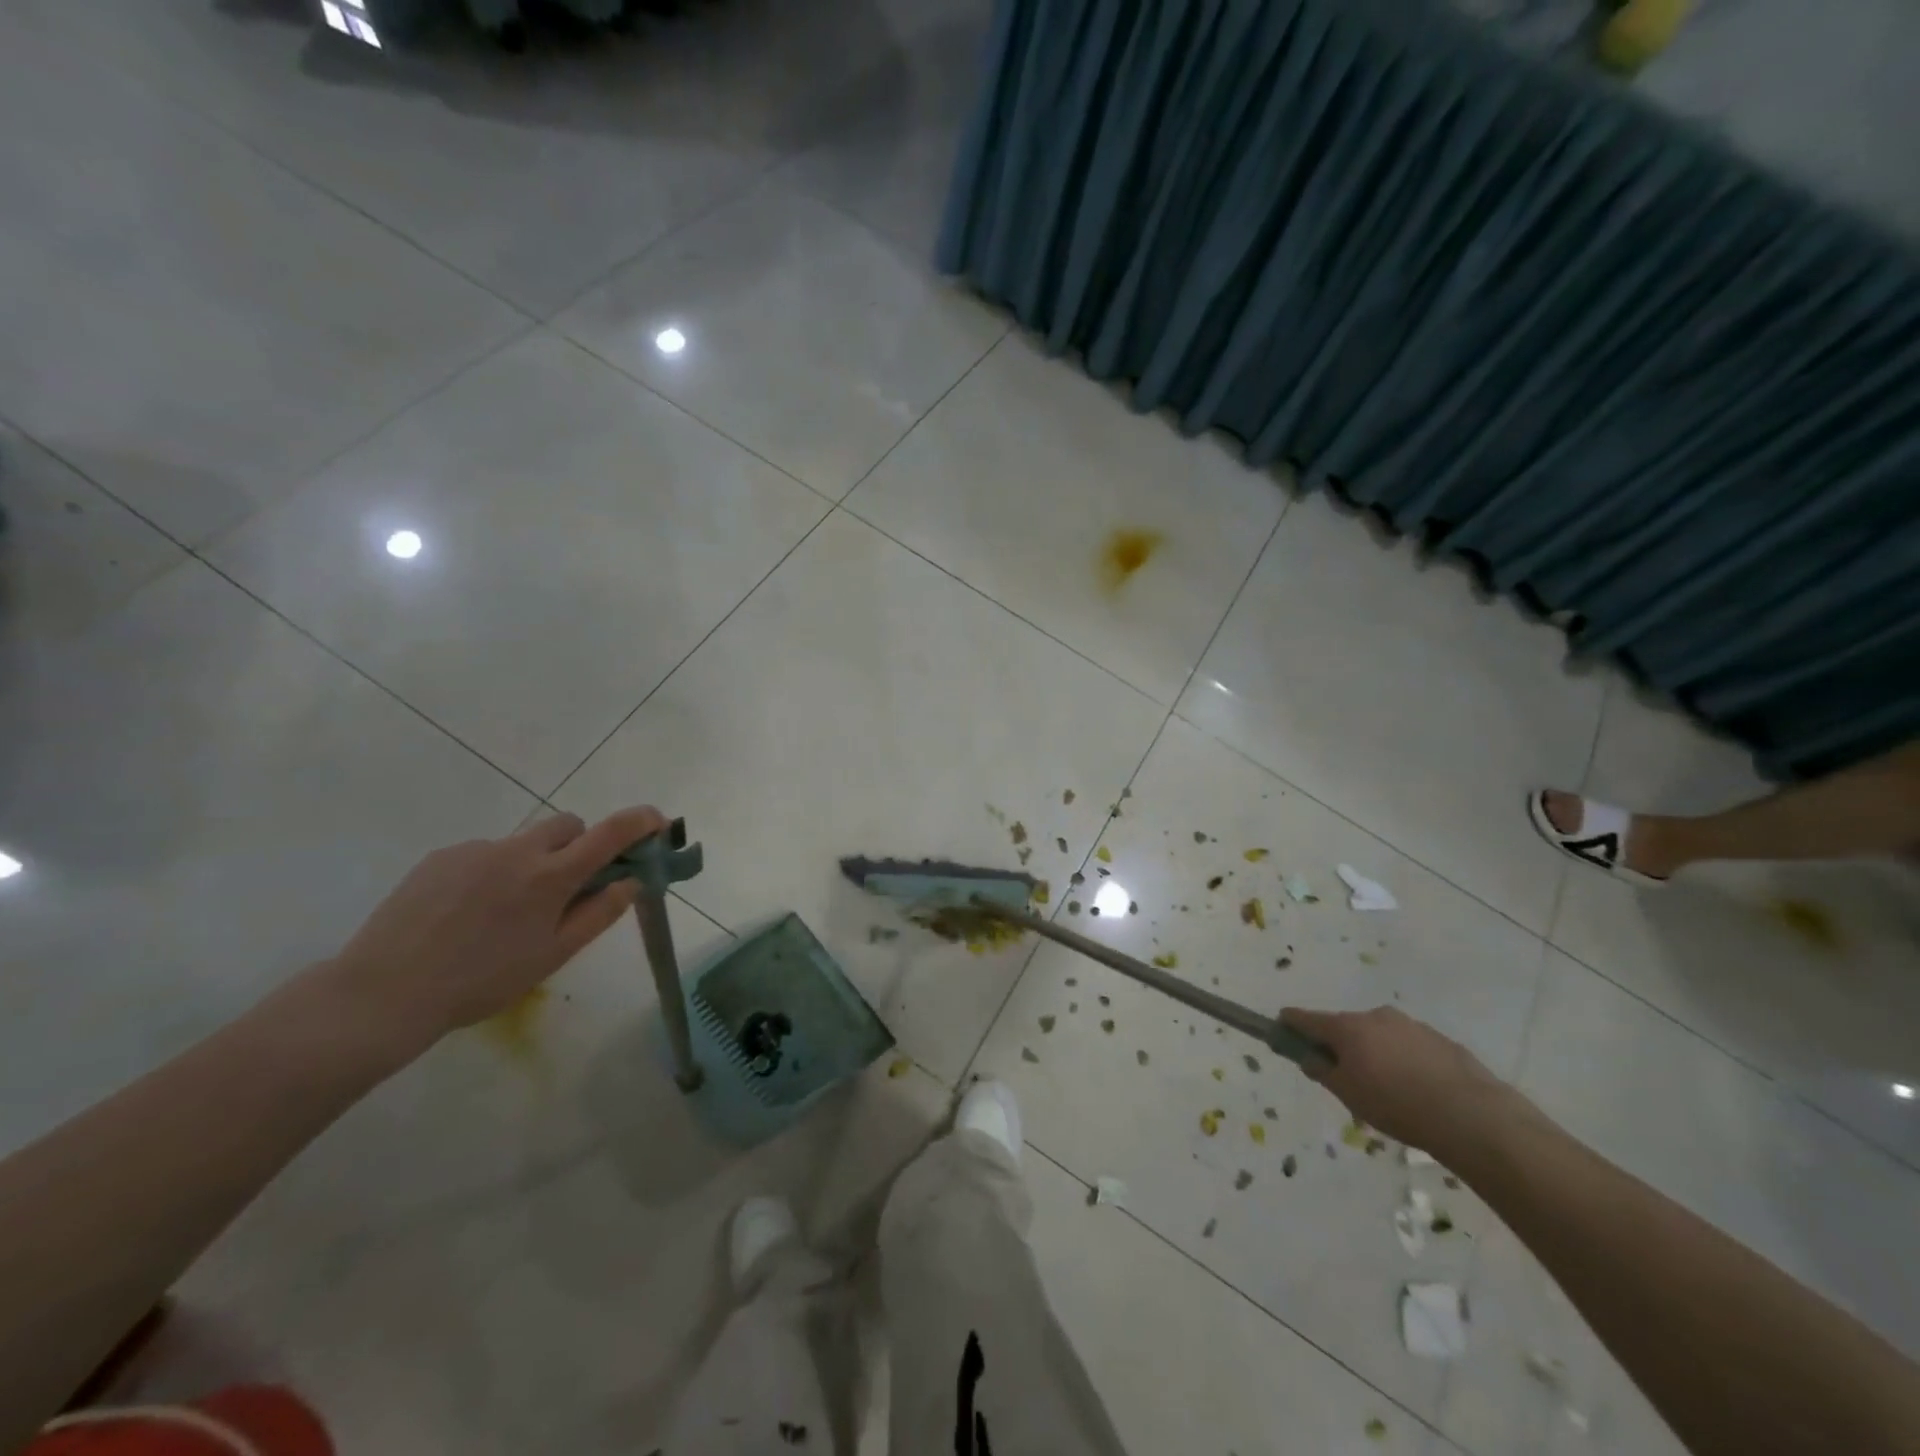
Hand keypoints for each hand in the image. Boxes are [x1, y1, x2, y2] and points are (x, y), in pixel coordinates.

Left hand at [324, 806, 669, 1051]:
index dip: (640, 821)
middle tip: (571, 885)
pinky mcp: (441, 857)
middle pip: (568, 825)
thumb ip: (599, 914)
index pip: (610, 833)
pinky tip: (467, 914)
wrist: (383, 993)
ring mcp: (476, 850)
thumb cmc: (482, 981)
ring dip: (535, 862)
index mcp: (551, 877)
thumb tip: (631, 881)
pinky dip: (494, 872)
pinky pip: (485, 853)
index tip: (657, 823)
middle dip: (581, 844)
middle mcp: (517, 851)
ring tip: (506, 912)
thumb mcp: (553, 955)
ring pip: (524, 841)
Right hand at [1279, 1005, 1518, 1155]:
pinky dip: (1405, 1062)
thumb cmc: (1396, 1104)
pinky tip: (1419, 1091)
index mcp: (1347, 1026)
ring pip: (1380, 1037)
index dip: (1290, 1024)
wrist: (1473, 1116)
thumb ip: (1322, 1071)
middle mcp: (1376, 1016)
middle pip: (1346, 1027)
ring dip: (1376, 1054)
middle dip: (1341, 1046)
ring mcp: (1411, 1025)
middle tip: (1346, 1079)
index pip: (1305, 1017)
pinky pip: (1410, 1047)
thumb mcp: (1348, 1094)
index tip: (1282, 1032)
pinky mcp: (1441, 1040)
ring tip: (1390, 1092)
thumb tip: (1309, 1057)